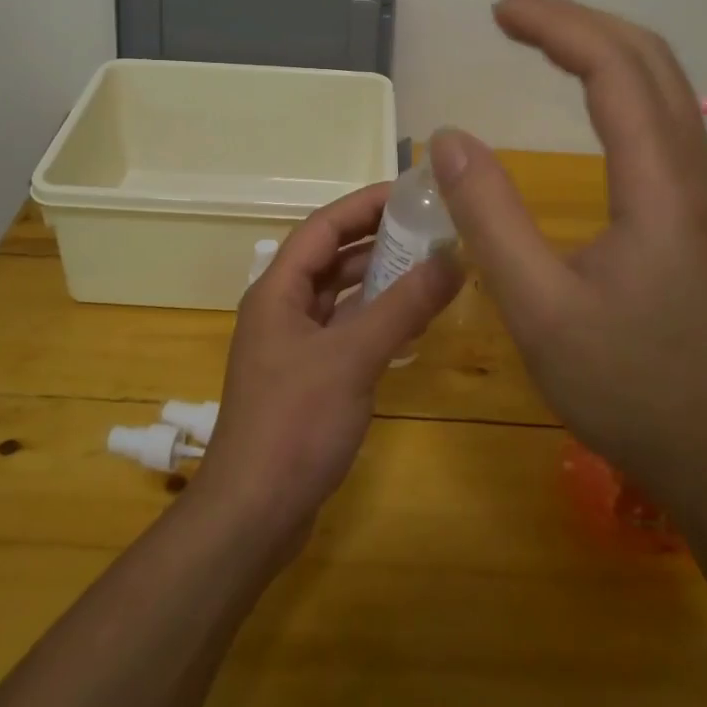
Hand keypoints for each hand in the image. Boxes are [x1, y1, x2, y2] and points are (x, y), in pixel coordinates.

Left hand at [193, 183, 464, 537]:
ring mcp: (293, 344)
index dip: (365, 204)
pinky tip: (412, 321)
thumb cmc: (295, 424)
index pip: (323, 226)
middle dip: (377, 239)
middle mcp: (282, 308)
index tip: (411, 192)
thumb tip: (453, 259)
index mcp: (278, 290)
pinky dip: (375, 318)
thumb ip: (403, 306)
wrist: (253, 515)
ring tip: (430, 267)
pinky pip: (345, 329)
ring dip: (379, 279)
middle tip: (430, 227)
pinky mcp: (307, 377)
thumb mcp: (353, 358)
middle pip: (331, 257)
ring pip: (340, 295)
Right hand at [428, 0, 706, 507]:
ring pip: (665, 84)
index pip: (613, 68)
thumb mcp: (538, 307)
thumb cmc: (628, 388)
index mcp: (661, 184)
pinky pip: (667, 116)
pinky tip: (590, 99)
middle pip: (649, 58)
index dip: (555, 26)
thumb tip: (449, 137)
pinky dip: (621, 83)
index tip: (499, 11)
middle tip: (512, 16)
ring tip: (541, 42)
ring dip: (603, 48)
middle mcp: (698, 170)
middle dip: (579, 22)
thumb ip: (489, 215)